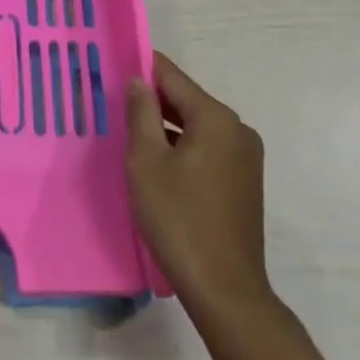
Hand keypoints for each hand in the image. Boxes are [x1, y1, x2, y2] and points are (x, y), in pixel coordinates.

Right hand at [126, 52, 272, 314]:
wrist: (225, 291)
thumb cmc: (179, 219)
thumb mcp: (146, 161)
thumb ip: (141, 112)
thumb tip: (138, 80)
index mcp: (216, 117)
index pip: (172, 76)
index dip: (142, 68)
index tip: (114, 68)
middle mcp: (237, 129)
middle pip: (187, 100)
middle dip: (152, 100)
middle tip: (116, 104)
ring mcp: (245, 157)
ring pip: (196, 126)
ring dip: (166, 127)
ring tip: (131, 134)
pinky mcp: (245, 182)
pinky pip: (208, 149)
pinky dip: (183, 148)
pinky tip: (158, 164)